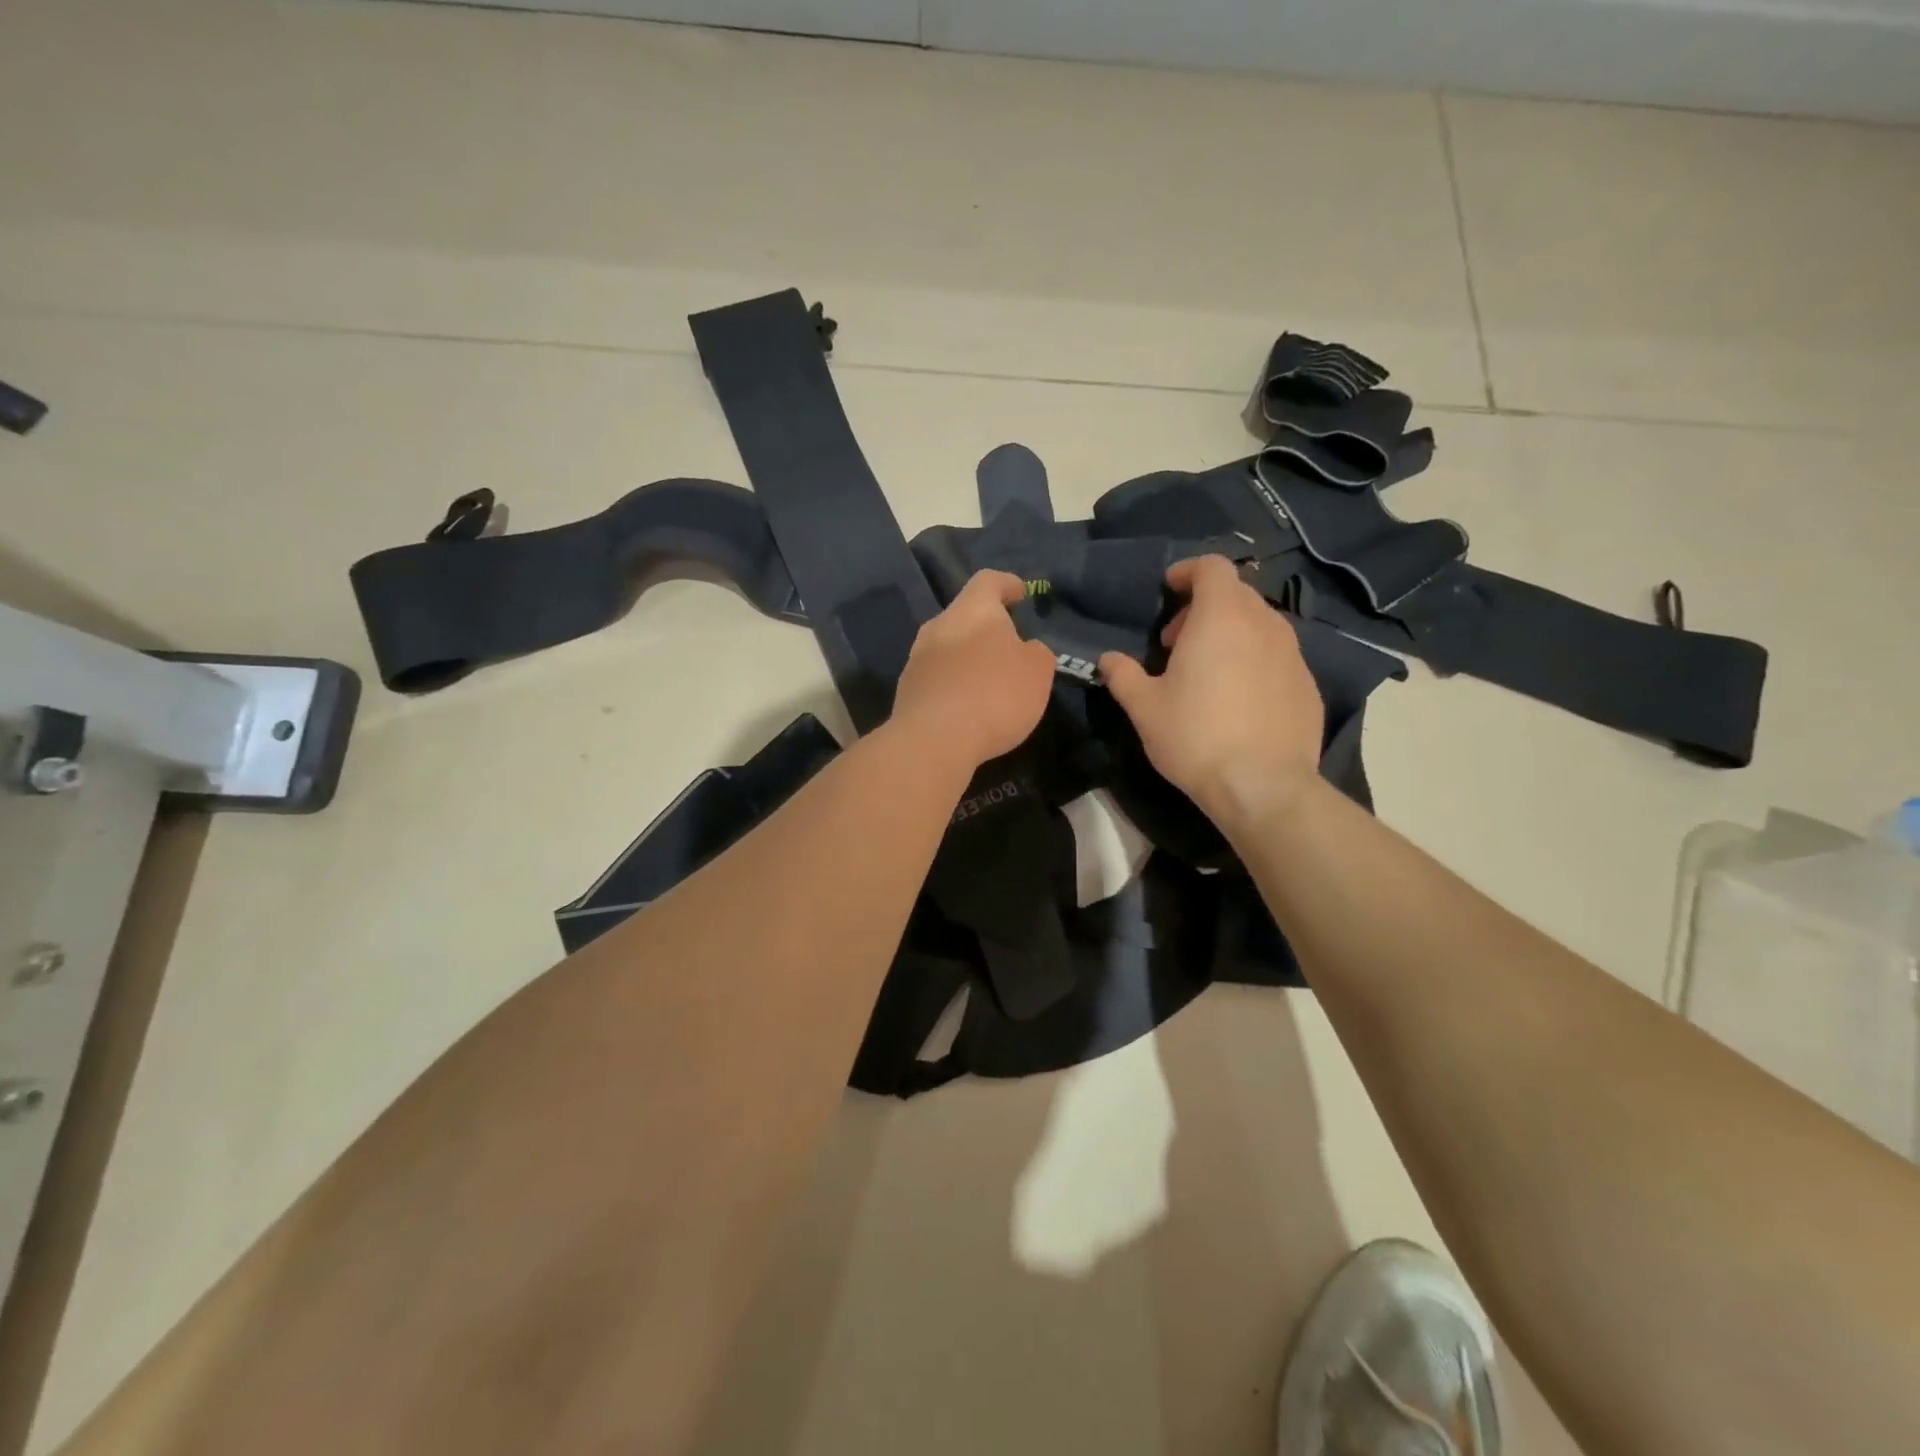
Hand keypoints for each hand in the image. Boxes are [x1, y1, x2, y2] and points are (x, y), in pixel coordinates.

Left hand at [892, 570, 1056, 769]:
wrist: (933, 741)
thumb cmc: (994, 695)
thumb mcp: (1037, 672)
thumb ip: (1036, 653)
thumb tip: (1025, 649)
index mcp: (972, 610)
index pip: (988, 581)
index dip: (1006, 584)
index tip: (1019, 592)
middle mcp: (939, 626)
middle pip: (965, 616)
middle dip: (987, 628)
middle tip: (1009, 646)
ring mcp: (917, 658)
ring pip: (948, 647)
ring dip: (969, 658)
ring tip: (990, 681)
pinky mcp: (907, 691)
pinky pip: (937, 678)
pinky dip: (955, 685)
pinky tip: (968, 707)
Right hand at [1098, 556, 1324, 827]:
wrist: (1263, 785)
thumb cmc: (1195, 736)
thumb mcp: (1144, 708)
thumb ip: (1123, 676)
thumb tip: (1108, 660)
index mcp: (1221, 618)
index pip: (1212, 567)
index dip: (1188, 571)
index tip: (1169, 590)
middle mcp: (1263, 625)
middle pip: (1236, 594)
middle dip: (1203, 607)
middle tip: (1176, 642)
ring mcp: (1293, 655)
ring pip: (1259, 625)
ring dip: (1230, 634)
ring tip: (1207, 671)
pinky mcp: (1308, 685)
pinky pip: (1277, 657)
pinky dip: (1254, 661)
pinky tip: (1238, 699)